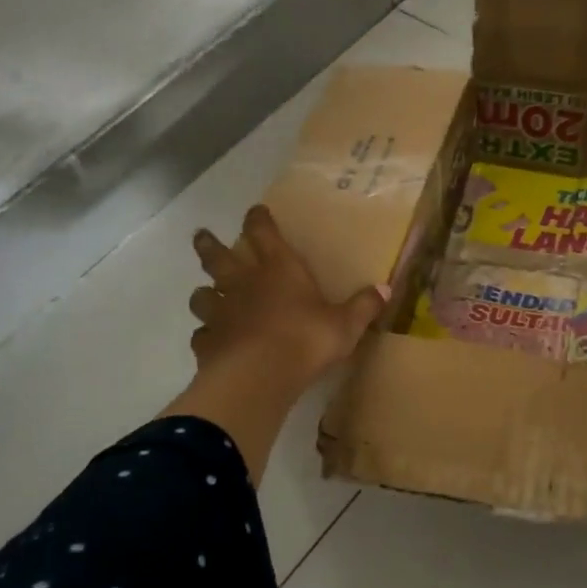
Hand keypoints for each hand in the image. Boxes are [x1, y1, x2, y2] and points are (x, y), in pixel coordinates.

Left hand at [189, 205, 387, 381]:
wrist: (259, 376)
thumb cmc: (306, 340)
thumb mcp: (345, 325)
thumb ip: (363, 306)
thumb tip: (385, 289)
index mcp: (278, 270)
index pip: (263, 233)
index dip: (258, 219)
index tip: (255, 211)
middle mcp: (243, 284)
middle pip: (217, 257)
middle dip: (210, 244)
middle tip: (201, 235)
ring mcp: (220, 313)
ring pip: (201, 295)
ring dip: (203, 293)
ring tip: (205, 294)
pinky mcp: (207, 343)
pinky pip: (201, 335)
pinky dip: (206, 335)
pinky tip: (212, 341)